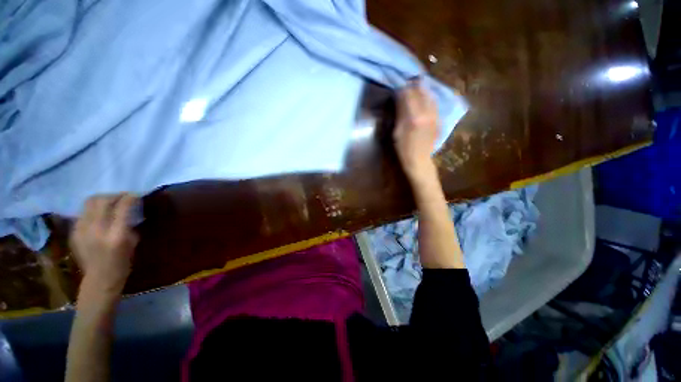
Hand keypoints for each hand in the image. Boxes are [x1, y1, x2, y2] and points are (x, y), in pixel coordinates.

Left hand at [71, 193, 138, 296]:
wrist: (99, 279)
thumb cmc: (122, 262)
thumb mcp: (132, 242)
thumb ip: (129, 224)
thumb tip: (129, 210)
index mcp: (116, 234)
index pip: (122, 206)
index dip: (130, 197)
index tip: (136, 195)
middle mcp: (97, 229)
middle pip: (102, 200)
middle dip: (114, 195)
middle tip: (122, 197)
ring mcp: (82, 230)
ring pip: (89, 203)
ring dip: (102, 199)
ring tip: (110, 203)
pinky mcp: (74, 231)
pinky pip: (84, 213)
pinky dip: (93, 210)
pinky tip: (99, 215)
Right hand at [393, 80, 439, 183]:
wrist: (419, 160)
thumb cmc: (403, 148)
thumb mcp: (397, 132)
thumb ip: (399, 113)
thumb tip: (399, 99)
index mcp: (413, 117)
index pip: (408, 95)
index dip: (402, 89)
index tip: (398, 86)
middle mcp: (426, 113)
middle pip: (420, 92)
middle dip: (412, 86)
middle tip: (407, 83)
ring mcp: (434, 115)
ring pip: (429, 95)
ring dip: (422, 89)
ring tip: (416, 85)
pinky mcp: (438, 118)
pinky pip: (434, 103)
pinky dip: (428, 97)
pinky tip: (424, 96)